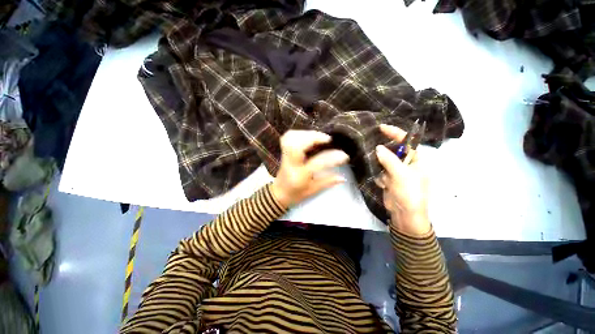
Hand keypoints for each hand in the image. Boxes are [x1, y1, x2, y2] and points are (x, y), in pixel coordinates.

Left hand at [271, 130, 348, 206]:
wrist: (278, 193)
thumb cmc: (296, 194)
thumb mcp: (312, 191)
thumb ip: (327, 182)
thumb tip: (343, 178)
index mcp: (300, 175)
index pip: (317, 163)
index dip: (332, 157)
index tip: (344, 155)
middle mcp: (291, 164)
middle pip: (298, 145)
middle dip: (314, 137)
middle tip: (327, 139)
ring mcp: (285, 156)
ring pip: (292, 139)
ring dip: (307, 134)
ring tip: (319, 136)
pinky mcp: (283, 152)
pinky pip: (287, 137)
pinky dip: (298, 133)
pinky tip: (306, 135)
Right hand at [375, 124, 430, 235]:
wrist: (405, 214)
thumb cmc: (410, 193)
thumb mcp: (401, 175)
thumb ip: (390, 160)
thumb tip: (378, 148)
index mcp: (417, 160)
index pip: (407, 142)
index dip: (395, 133)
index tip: (381, 127)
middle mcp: (408, 164)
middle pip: (394, 151)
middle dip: (384, 151)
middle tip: (372, 147)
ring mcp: (398, 172)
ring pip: (385, 161)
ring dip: (380, 165)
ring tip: (380, 173)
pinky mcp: (390, 179)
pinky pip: (381, 172)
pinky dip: (379, 176)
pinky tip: (383, 184)